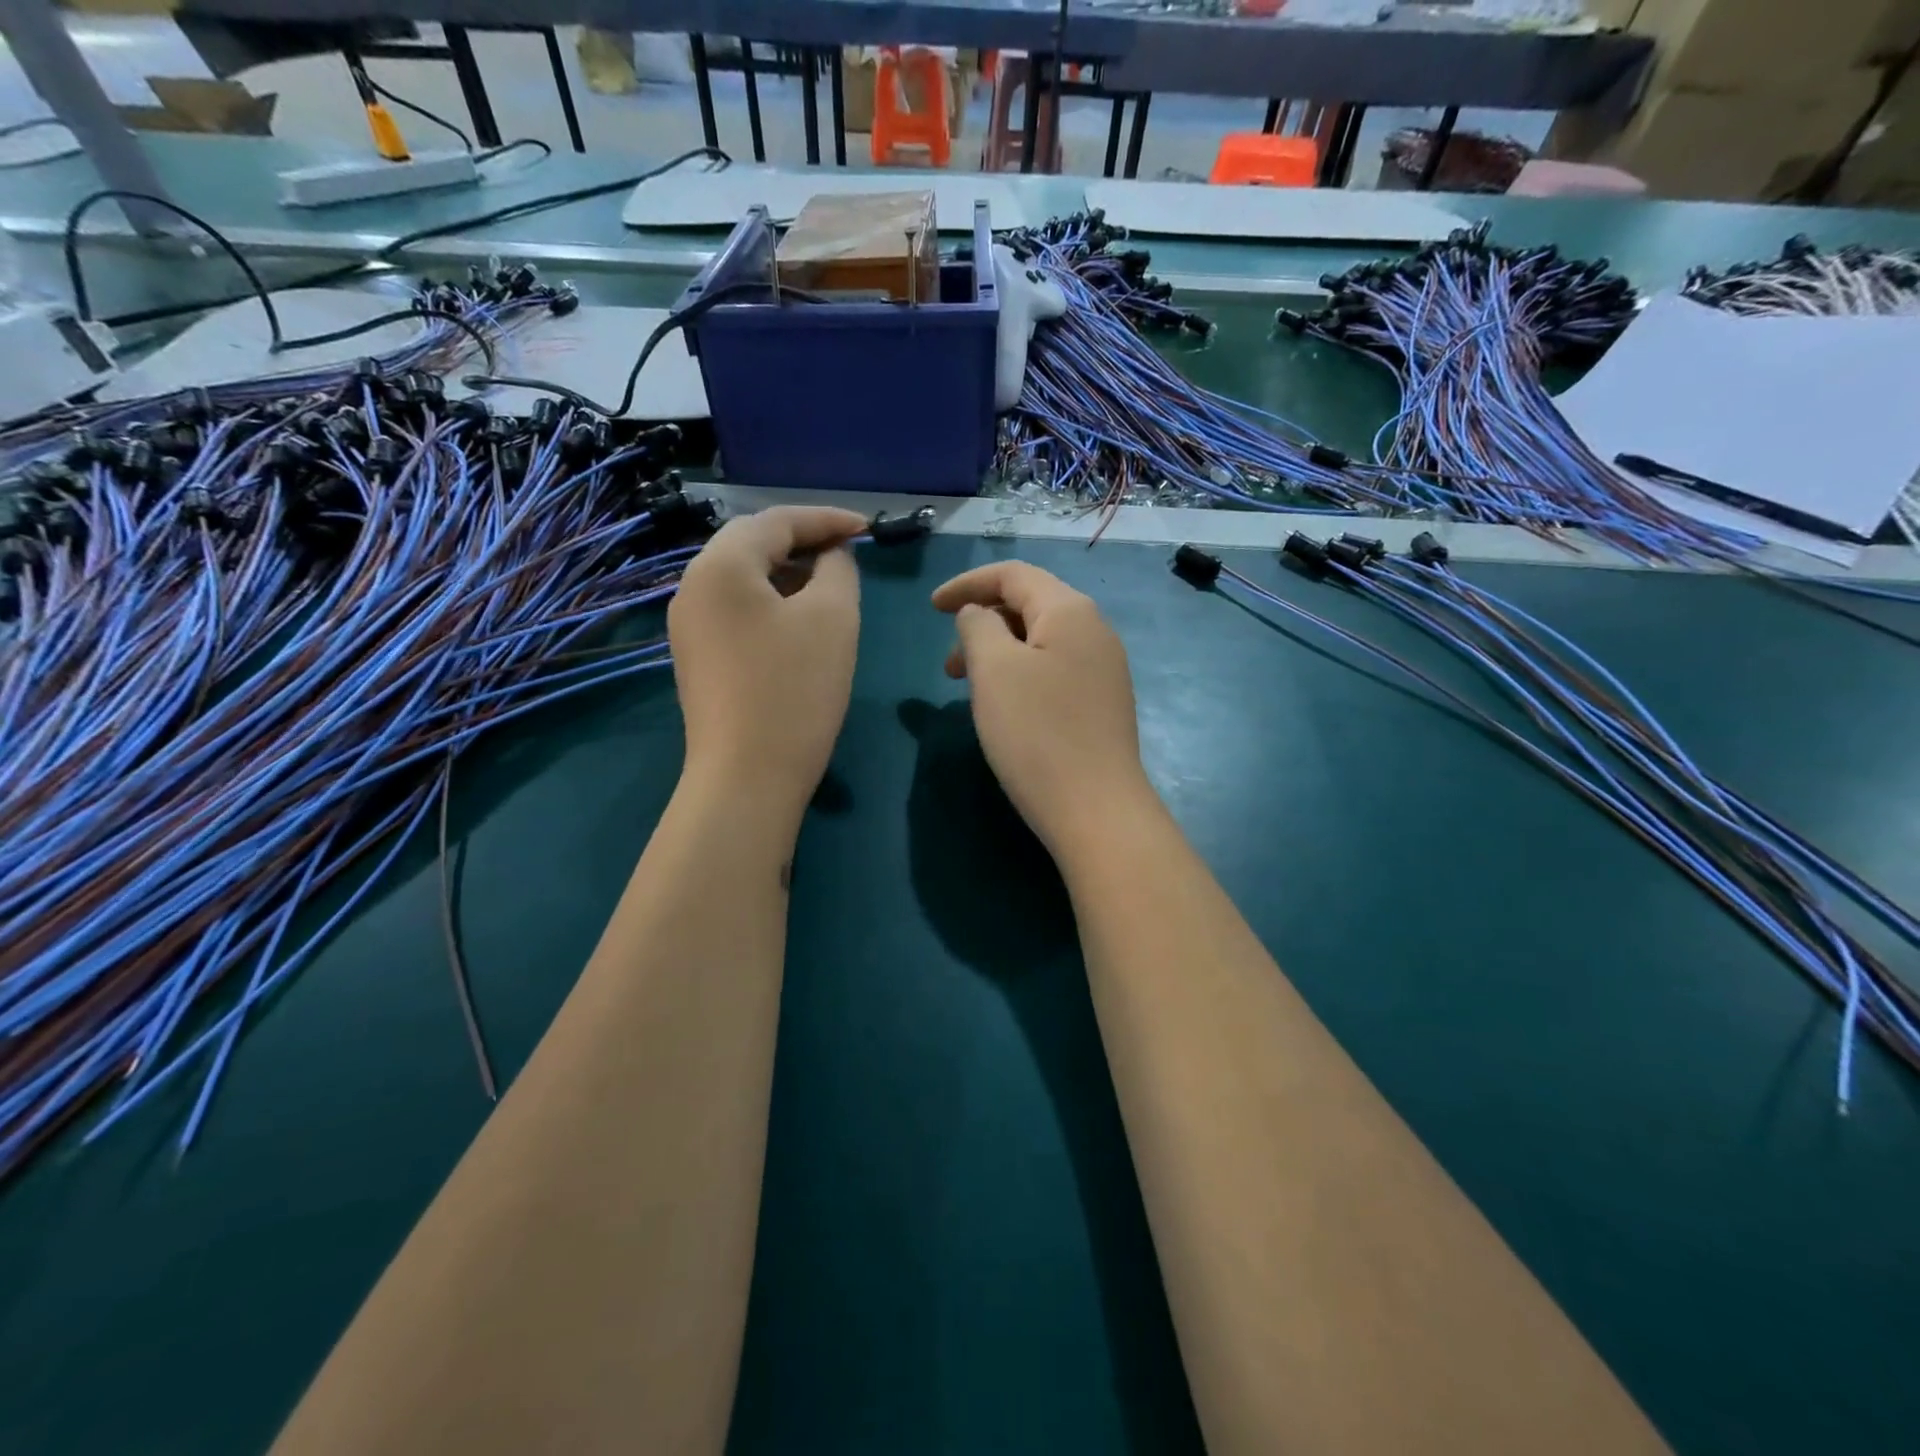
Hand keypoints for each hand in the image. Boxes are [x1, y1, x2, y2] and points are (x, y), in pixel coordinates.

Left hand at [670, 506, 866, 817]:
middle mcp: (692, 587)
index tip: (868, 527)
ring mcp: (688, 626)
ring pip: (743, 579)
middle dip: (803, 542)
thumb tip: (832, 556)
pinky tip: (799, 623)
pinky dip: (770, 603)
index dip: (826, 519)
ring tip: (830, 585)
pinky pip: (736, 610)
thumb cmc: (795, 689)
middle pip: (752, 544)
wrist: (746, 775)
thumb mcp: (833, 618)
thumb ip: (838, 569)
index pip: (776, 521)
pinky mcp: (696, 658)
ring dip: (788, 573)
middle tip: (848, 552)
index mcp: (720, 565)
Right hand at [932, 561, 1153, 856]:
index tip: (932, 608)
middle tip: (950, 665)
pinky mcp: (1102, 703)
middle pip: (1030, 605)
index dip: (968, 583)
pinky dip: (1021, 674)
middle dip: (982, 622)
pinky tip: (1006, 707)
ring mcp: (1104, 669)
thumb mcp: (994, 670)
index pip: (1014, 575)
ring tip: (970, 689)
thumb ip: (978, 627)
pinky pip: (1054, 669)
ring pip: (1040, 641)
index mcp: (1070, 611)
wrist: (1096, 810)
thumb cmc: (1037, 734)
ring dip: (999, 652)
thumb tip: (978, 615)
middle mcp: (1095, 630)